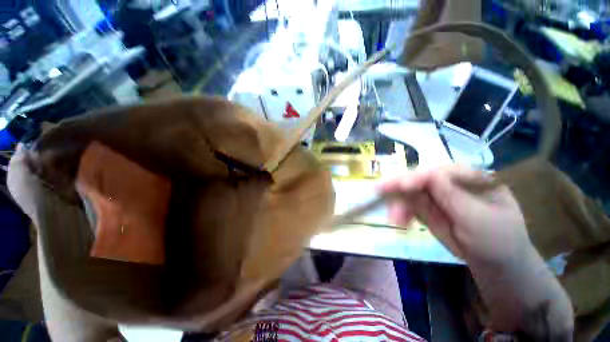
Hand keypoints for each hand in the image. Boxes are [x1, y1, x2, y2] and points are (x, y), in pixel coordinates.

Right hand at [381, 164, 530, 265]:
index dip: (418, 177)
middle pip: (417, 179)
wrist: (494, 262)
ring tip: (394, 219)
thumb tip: (430, 175)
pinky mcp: (425, 207)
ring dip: (397, 203)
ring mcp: (435, 195)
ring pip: (408, 192)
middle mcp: (448, 182)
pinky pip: (407, 205)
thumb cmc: (497, 239)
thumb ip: (455, 197)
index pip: (438, 172)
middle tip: (381, 193)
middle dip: (399, 187)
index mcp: (469, 178)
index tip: (402, 186)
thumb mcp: (480, 219)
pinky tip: (398, 221)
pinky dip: (399, 211)